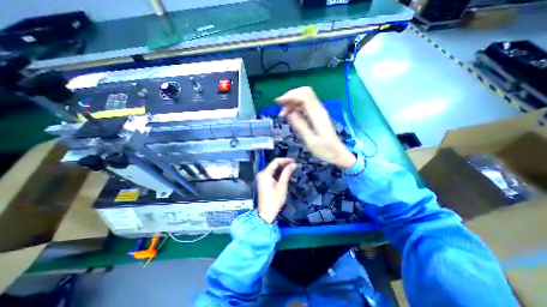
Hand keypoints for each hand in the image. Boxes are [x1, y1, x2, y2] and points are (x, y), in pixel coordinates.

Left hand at [258, 158, 297, 222]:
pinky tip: (289, 179)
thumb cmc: (274, 200)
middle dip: (285, 166)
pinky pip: (273, 176)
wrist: (267, 213)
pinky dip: (281, 176)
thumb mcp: (282, 185)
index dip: (285, 160)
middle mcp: (262, 173)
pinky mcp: (265, 182)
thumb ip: (287, 173)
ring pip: (275, 171)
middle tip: (295, 167)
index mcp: (265, 173)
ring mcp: (263, 178)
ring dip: (284, 172)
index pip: (276, 161)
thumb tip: (294, 164)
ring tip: (294, 175)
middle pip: (275, 165)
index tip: (294, 161)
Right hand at [278, 85, 354, 167]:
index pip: (304, 95)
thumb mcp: (311, 141)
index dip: (290, 95)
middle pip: (304, 93)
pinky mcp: (318, 116)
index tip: (278, 103)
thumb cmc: (325, 150)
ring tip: (283, 115)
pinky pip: (306, 106)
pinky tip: (291, 116)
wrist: (339, 154)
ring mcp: (319, 112)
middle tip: (280, 110)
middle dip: (290, 97)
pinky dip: (296, 108)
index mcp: (317, 115)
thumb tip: (290, 113)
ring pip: (304, 99)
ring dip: (292, 103)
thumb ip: (301, 126)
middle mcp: (319, 110)